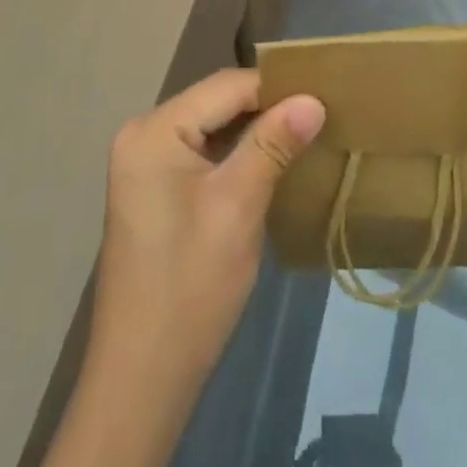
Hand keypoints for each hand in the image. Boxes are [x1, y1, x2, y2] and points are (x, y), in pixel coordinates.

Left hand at [92, 68, 325, 379]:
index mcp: (154, 130)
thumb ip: (274, 144)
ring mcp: (145, 162)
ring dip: (255, 130)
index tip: (324, 98)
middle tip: (319, 116)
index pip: (227, 86)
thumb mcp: (238, 206)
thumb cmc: (190, 287)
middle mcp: (143, 133)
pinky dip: (235, 153)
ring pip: (212, 125)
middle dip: (267, 108)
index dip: (277, 89)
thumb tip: (313, 99)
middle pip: (217, 102)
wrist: (142, 380)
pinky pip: (201, 150)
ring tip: (304, 134)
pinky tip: (270, 162)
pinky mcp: (153, 188)